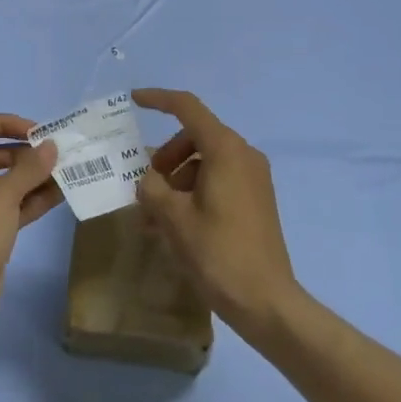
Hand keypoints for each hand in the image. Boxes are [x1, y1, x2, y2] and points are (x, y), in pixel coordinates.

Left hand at [0, 113, 60, 330]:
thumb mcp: (1, 197)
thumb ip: (29, 168)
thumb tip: (52, 146)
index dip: (4, 122)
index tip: (35, 131)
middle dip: (23, 152)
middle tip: (55, 153)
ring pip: (4, 183)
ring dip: (32, 176)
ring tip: (65, 171)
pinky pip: (11, 207)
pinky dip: (32, 200)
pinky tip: (60, 194)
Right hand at [133, 88, 299, 339]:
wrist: (266, 302)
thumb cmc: (218, 253)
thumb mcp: (173, 218)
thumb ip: (152, 188)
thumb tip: (148, 179)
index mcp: (225, 150)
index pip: (188, 108)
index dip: (158, 99)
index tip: (134, 100)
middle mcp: (243, 155)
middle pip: (194, 136)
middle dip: (165, 156)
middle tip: (144, 185)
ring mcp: (253, 178)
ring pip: (204, 161)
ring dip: (175, 180)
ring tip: (154, 217)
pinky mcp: (256, 200)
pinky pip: (218, 180)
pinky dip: (193, 192)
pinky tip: (175, 225)